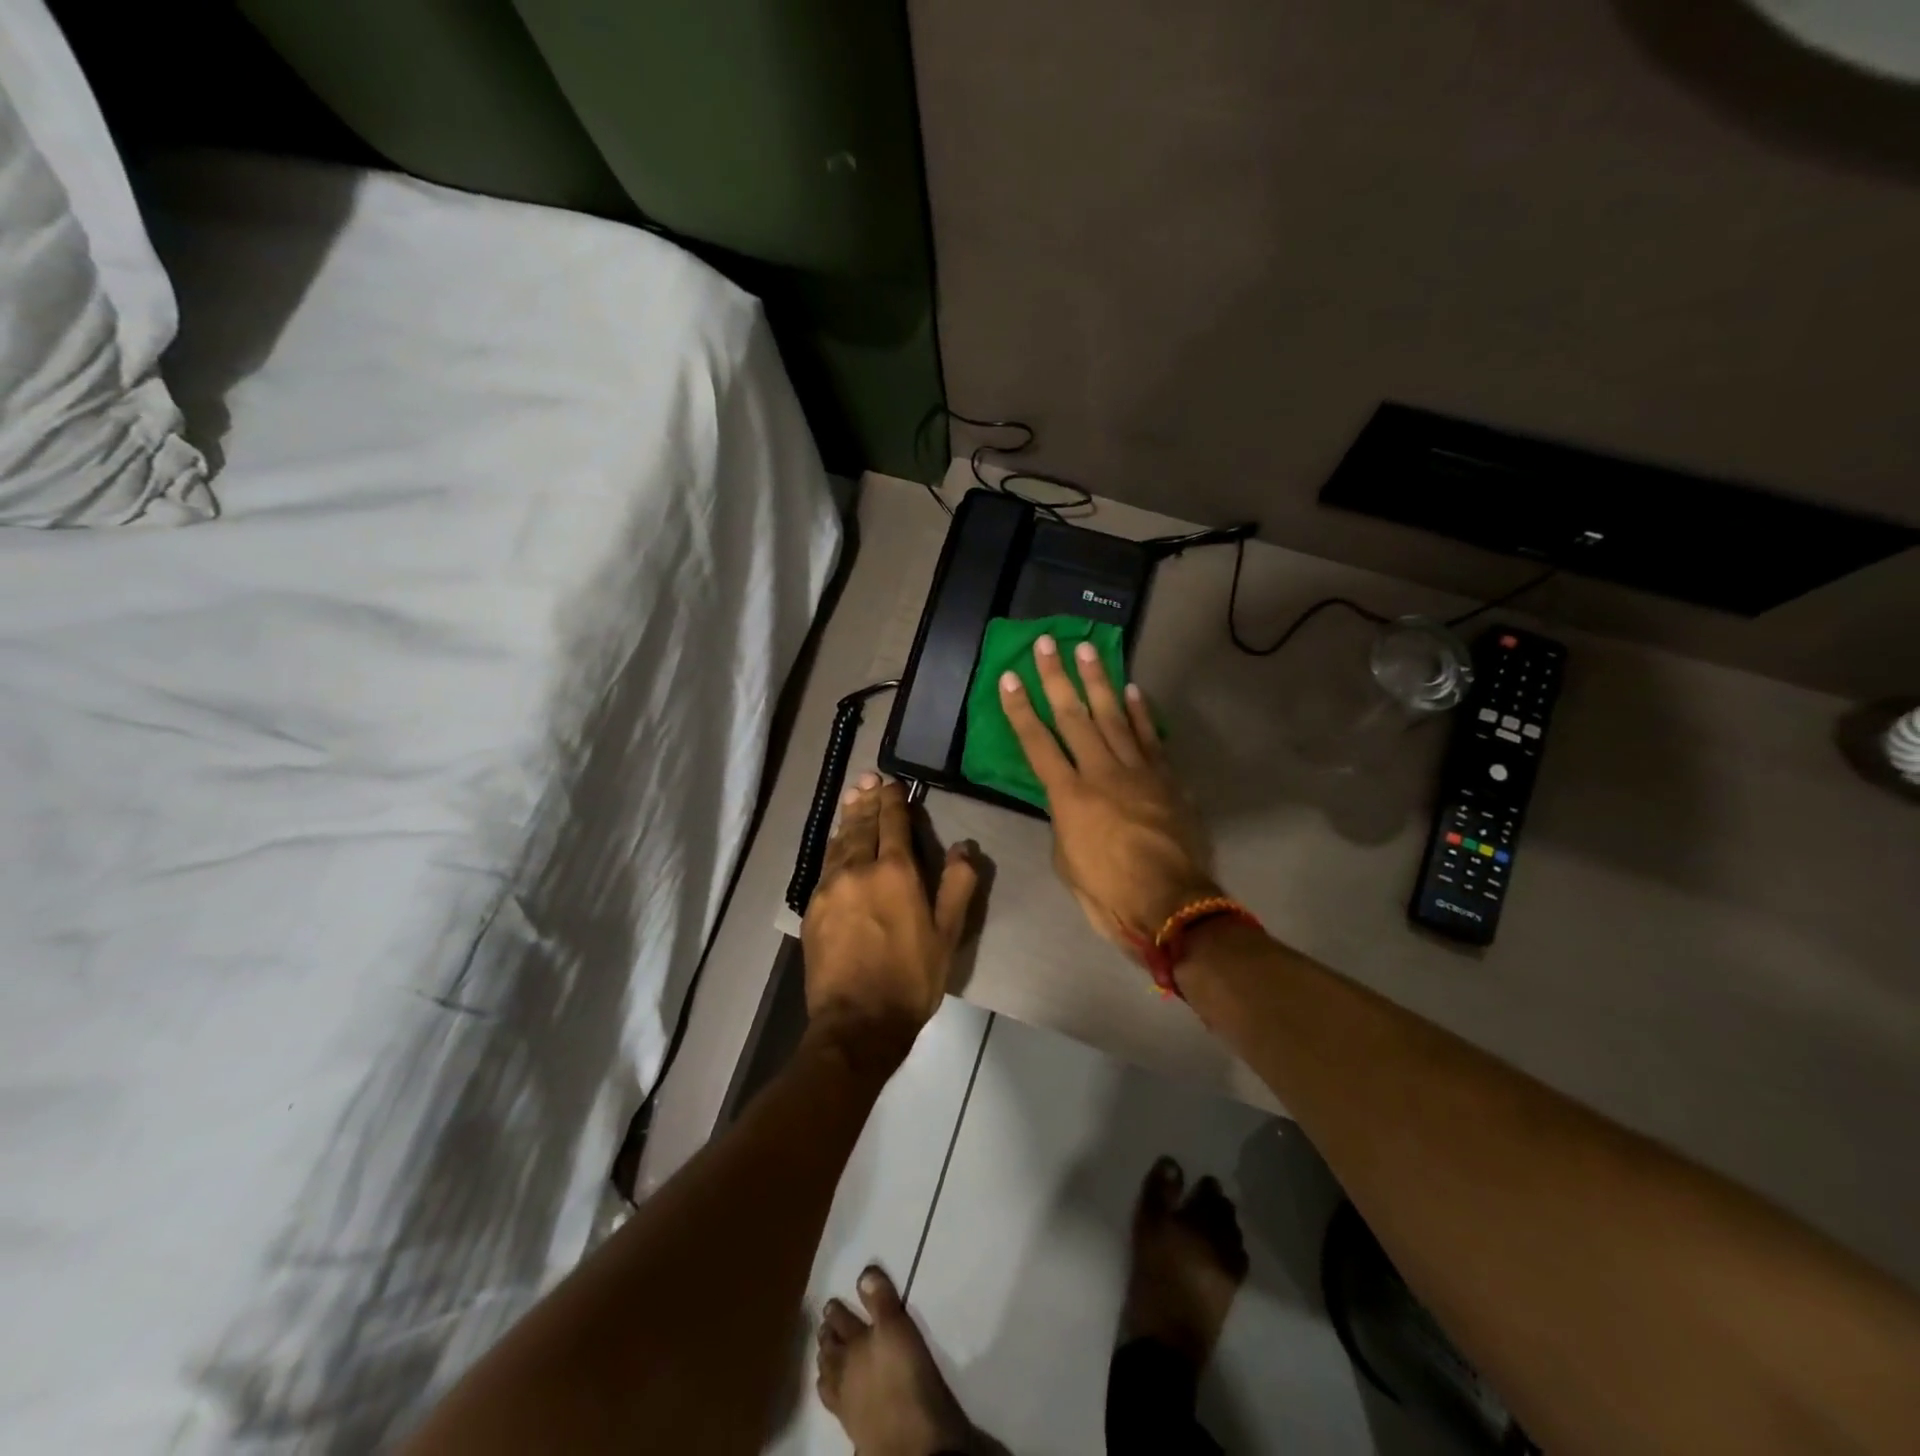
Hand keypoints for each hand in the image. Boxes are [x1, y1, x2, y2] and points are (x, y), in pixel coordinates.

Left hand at [802, 774, 978, 1059]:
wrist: (857, 1021)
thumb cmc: (911, 978)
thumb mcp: (948, 934)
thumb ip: (957, 885)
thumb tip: (964, 846)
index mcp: (896, 872)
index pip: (893, 823)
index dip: (894, 800)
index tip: (894, 784)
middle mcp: (859, 869)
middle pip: (862, 825)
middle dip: (867, 800)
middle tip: (868, 779)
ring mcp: (831, 886)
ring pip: (840, 841)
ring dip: (848, 817)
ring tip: (852, 798)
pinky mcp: (813, 906)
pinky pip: (825, 864)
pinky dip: (834, 846)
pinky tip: (837, 843)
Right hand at [999, 637, 1216, 951]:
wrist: (1171, 905)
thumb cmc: (1109, 893)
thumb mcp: (1066, 861)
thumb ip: (1063, 822)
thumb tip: (1068, 804)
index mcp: (1069, 796)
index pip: (1036, 743)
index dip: (1020, 709)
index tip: (1008, 677)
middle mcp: (1100, 772)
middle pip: (1073, 716)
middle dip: (1056, 677)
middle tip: (1047, 642)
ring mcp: (1137, 771)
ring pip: (1113, 716)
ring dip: (1098, 680)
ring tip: (1087, 649)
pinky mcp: (1165, 778)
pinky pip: (1150, 737)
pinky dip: (1140, 712)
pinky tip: (1131, 689)